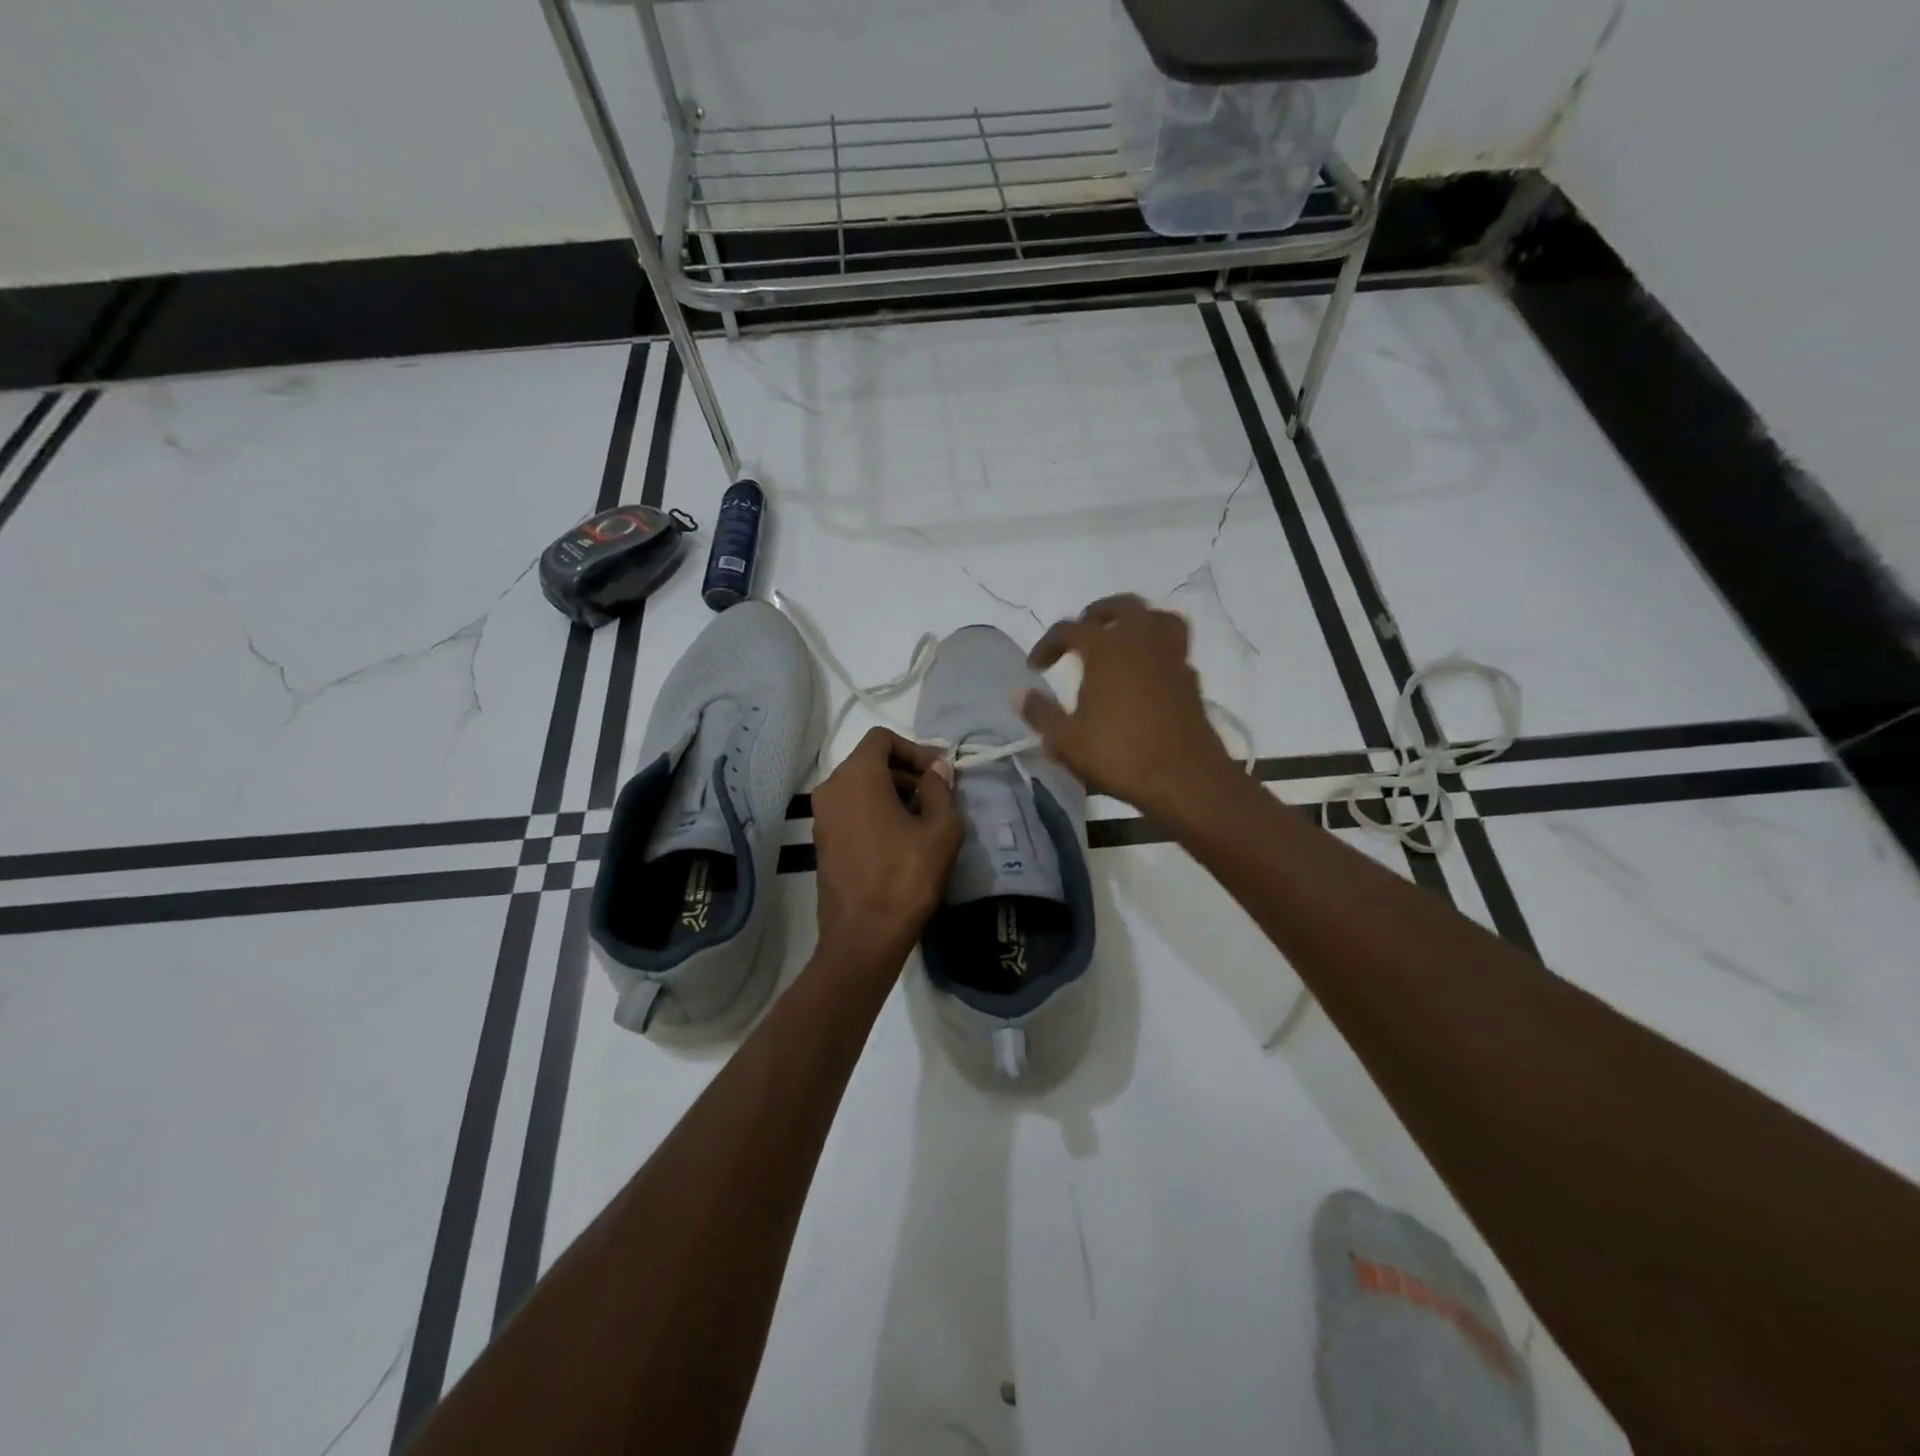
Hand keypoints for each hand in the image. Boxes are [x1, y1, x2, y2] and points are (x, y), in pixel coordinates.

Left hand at [810, 729, 963, 974]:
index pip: (882, 738)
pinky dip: (875, 812)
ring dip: (893, 793)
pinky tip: (901, 840)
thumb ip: (940, 789)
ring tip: (923, 820)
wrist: (864, 936)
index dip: (915, 749)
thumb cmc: (906, 876)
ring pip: (860, 787)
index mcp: (856, 776)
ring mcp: (821, 816)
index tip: (939, 774)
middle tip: (937, 796)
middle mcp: (831, 788)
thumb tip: (937, 769)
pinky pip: (851, 811)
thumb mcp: (940, 829)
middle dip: (906, 772)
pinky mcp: (822, 842)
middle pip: (870, 761)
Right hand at [1020, 594, 1239, 821]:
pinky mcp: (1191, 677)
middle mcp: (1141, 640)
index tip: (1035, 667)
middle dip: (1096, 615)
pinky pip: (1173, 646)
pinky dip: (1156, 649)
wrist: (1185, 778)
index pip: (1068, 629)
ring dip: (1135, 621)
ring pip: (1156, 617)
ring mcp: (1171, 656)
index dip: (1047, 644)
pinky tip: (1146, 671)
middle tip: (1081, 634)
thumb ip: (1040, 713)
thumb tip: (1018, 694)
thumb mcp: (1066, 741)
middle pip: (1120, 607)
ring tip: (1120, 639)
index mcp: (1106, 648)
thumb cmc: (1120, 755)